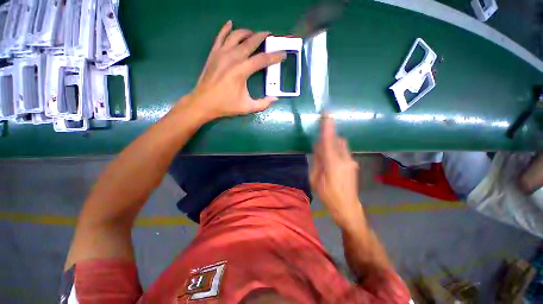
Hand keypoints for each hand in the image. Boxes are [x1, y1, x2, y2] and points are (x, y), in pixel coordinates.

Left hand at [180, 21, 285, 121]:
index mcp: (242, 71)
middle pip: (250, 42)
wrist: (203, 103)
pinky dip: (226, 28)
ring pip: (236, 36)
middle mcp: (233, 58)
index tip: (282, 53)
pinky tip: (231, 23)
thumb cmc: (226, 105)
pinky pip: (220, 36)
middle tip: (270, 35)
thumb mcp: (247, 107)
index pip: (262, 59)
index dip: (274, 56)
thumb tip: (275, 99)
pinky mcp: (213, 53)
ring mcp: (221, 53)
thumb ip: (263, 103)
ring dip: (247, 32)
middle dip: (262, 37)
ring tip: (254, 33)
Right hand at [311, 115, 364, 229]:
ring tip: (324, 153)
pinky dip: (336, 150)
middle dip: (329, 136)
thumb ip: (317, 161)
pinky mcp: (353, 164)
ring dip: (333, 143)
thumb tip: (318, 147)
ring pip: (342, 145)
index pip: (329, 141)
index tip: (327, 114)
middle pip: (337, 140)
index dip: (328, 127)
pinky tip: (331, 160)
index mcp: (333, 163)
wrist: (347, 207)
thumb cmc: (327, 195)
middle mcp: (344, 159)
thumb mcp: (315, 179)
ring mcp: (351, 161)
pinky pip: (344, 151)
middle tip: (319, 143)